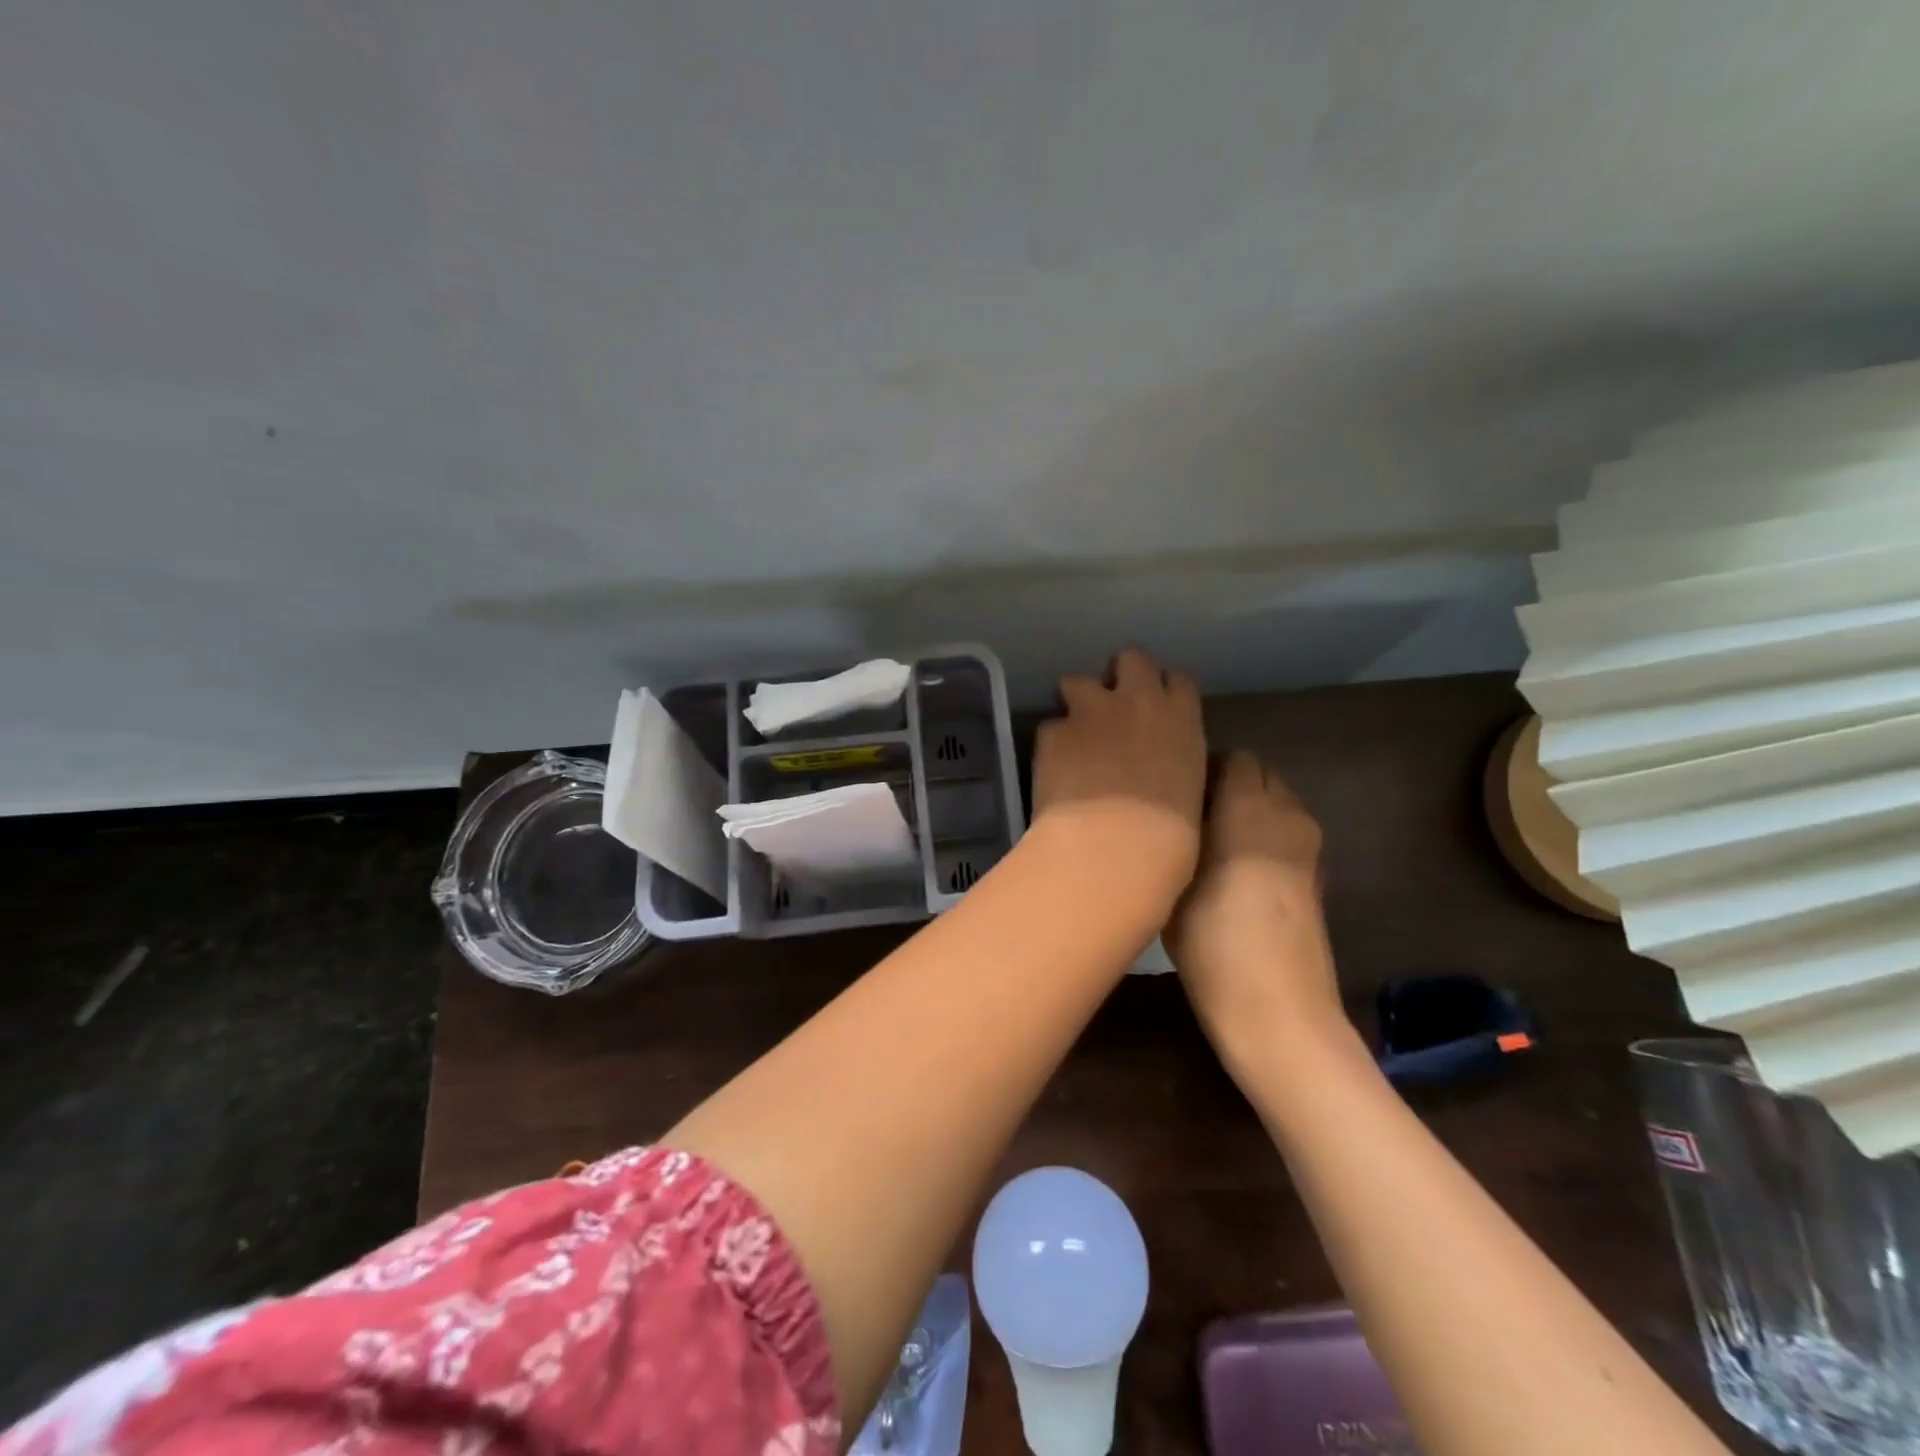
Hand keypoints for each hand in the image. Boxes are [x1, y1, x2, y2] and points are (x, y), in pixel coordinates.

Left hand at [1029, 648, 1206, 916]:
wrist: (1113, 847)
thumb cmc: (1168, 837)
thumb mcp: (1189, 791)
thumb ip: (1174, 762)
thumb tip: (1160, 766)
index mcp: (1181, 719)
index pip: (1177, 680)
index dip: (1164, 689)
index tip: (1156, 704)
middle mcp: (1137, 702)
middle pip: (1131, 659)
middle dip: (1121, 674)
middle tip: (1113, 704)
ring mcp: (1091, 712)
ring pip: (1078, 681)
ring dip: (1077, 700)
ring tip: (1075, 732)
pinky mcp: (1053, 732)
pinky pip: (1051, 726)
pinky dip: (1053, 742)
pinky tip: (1054, 769)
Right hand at [1167, 750, 1343, 1067]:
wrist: (1277, 1007)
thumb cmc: (1212, 940)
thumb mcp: (1174, 880)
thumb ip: (1177, 833)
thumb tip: (1173, 810)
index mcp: (1248, 806)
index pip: (1233, 757)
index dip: (1203, 767)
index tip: (1175, 790)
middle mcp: (1285, 814)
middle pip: (1260, 775)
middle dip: (1228, 783)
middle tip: (1189, 813)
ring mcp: (1308, 846)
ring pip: (1276, 803)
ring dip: (1248, 810)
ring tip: (1210, 840)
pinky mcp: (1316, 875)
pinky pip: (1286, 833)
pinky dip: (1265, 836)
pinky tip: (1236, 869)